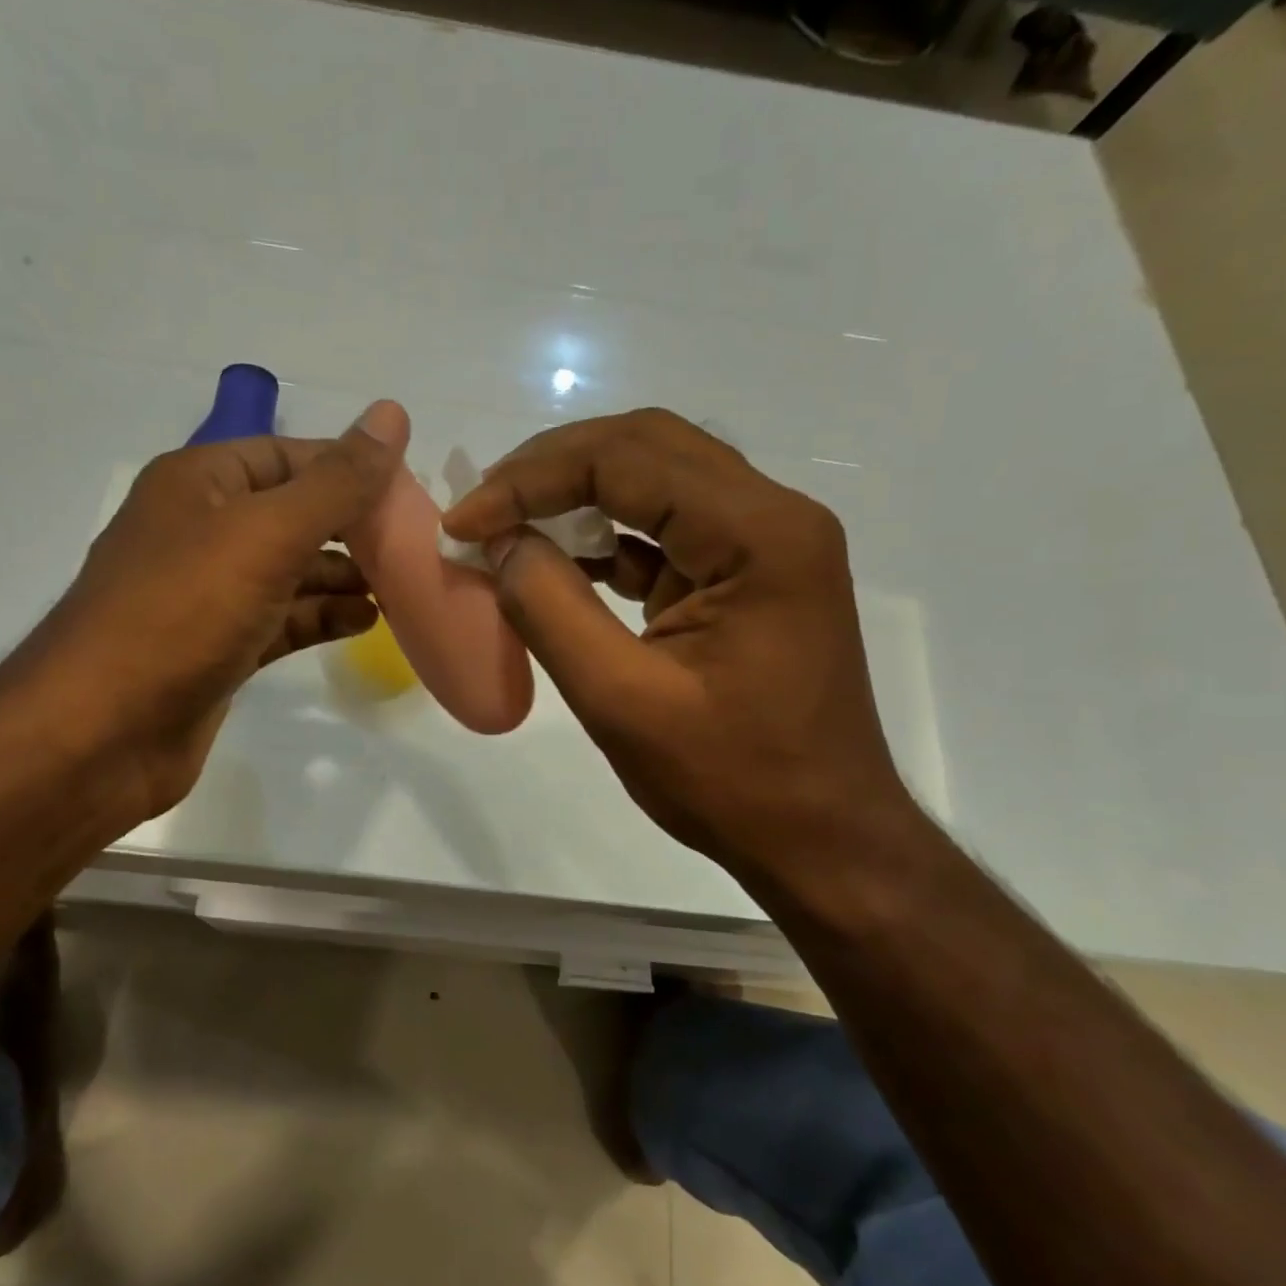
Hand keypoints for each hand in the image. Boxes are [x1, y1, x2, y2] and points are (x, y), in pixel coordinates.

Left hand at [11, 399, 406, 826]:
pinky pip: (282, 619)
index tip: (412, 489)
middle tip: (415, 543)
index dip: (350, 466)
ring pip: (290, 571)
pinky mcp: (219, 648)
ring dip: (343, 574)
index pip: (289, 455)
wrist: (102, 732)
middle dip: (352, 526)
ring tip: (401, 585)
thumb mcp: (267, 534)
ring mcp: (209, 594)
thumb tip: (392, 414)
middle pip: (293, 514)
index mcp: (201, 483)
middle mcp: (202, 530)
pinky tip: (366, 621)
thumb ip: (336, 481)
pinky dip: (321, 616)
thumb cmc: (182, 612)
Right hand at [440, 407, 921, 888]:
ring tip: (506, 526)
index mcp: (759, 534)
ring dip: (575, 494)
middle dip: (551, 468)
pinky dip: (603, 535)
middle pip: (646, 446)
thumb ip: (552, 610)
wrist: (821, 840)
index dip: (531, 480)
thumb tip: (500, 543)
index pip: (628, 459)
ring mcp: (764, 542)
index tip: (463, 522)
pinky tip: (556, 560)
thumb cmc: (733, 782)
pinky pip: (665, 526)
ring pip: (655, 477)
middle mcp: (773, 515)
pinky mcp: (745, 573)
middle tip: (482, 507)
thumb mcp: (623, 702)